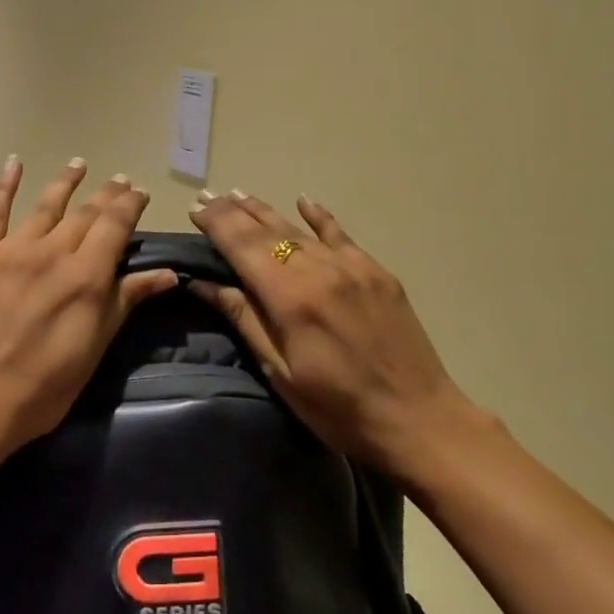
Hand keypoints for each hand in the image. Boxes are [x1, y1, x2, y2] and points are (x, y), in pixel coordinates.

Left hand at [0, 157, 178, 465]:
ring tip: (79, 164)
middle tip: (119, 180)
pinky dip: (4, 184)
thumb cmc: (39, 390)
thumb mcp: (92, 351)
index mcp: (85, 277)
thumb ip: (125, 303)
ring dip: (65, 182)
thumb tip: (167, 274)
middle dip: (106, 194)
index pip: (115, 226)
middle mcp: (50, 252)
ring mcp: (9, 249)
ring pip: (45, 205)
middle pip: (85, 212)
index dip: (129, 205)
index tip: (139, 193)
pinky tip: (13, 164)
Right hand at [188, 190, 481, 477]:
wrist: (419, 420)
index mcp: (290, 297)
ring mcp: (352, 267)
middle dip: (233, 211)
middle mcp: (319, 270)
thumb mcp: (280, 372)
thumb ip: (244, 319)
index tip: (194, 209)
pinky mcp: (377, 272)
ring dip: (265, 210)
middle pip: (267, 230)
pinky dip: (319, 216)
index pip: (242, 246)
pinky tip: (303, 200)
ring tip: (238, 193)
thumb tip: (204, 284)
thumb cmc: (338, 408)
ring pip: (299, 228)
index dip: (216, 224)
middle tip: (208, 196)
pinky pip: (341, 234)